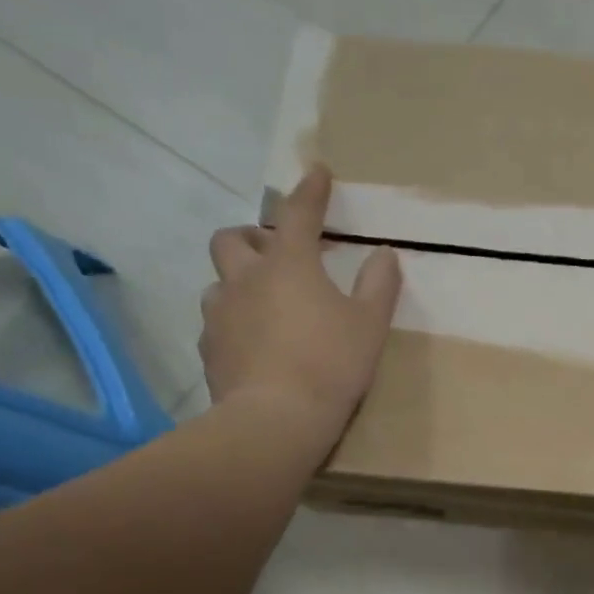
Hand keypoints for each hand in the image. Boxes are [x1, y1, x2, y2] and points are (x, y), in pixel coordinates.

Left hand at [201, 166, 401, 440]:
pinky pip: (217, 323)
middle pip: (232, 239)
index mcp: (289, 265)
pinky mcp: (209, 349)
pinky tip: (255, 345)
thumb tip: (384, 255)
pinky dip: (234, 323)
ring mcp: (220, 314)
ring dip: (240, 283)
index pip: (298, 214)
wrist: (276, 420)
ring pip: (219, 282)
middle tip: (276, 255)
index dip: (310, 191)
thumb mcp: (370, 325)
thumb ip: (378, 285)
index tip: (317, 173)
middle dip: (252, 237)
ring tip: (265, 306)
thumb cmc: (331, 365)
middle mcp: (246, 280)